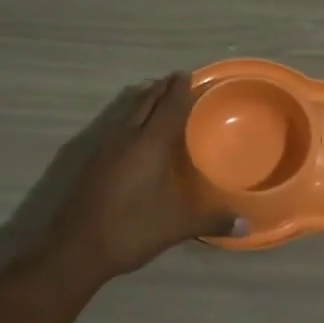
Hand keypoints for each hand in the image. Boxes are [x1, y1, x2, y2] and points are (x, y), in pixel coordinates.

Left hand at [42, 73, 243, 284]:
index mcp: (150, 143)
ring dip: (145, 102)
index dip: (180, 89)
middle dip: (162, 88)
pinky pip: (118, 127)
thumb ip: (212, 221)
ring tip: (159, 100)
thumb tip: (247, 225)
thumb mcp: (178, 226)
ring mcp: (106, 148)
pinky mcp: (93, 162)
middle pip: (146, 101)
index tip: (189, 74)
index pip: (169, 105)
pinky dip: (132, 120)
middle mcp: (127, 137)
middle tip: (177, 81)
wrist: (76, 247)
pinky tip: (136, 136)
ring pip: (129, 113)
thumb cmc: (132, 229)